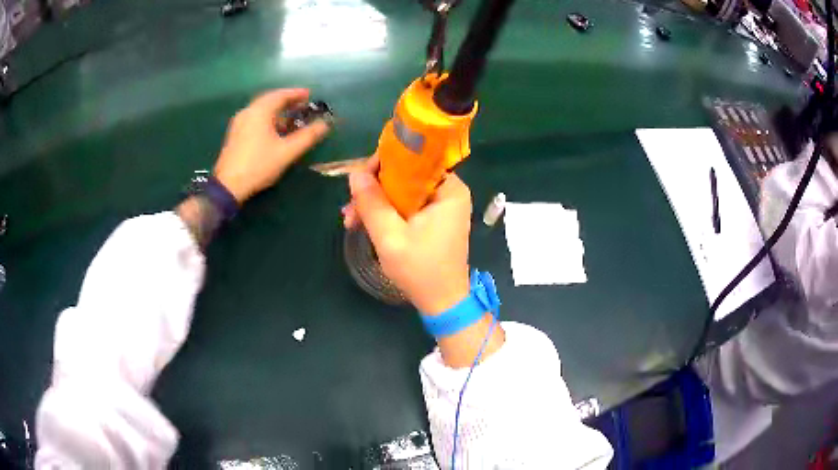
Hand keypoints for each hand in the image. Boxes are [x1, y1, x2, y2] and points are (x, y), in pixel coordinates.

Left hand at [214, 88, 329, 202]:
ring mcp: (239, 123)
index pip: (280, 95)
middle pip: (269, 100)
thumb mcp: (287, 152)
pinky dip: (267, 118)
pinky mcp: (235, 134)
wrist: (228, 186)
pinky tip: (274, 130)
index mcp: (260, 111)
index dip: (296, 94)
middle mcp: (248, 112)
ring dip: (276, 110)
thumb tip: (325, 124)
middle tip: (301, 104)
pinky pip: (254, 118)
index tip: (310, 95)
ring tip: (290, 117)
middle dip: (286, 100)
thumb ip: (307, 136)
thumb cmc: (259, 165)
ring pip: (260, 110)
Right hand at [344, 157, 470, 314]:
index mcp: (448, 189)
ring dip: (375, 203)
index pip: (412, 159)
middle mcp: (448, 191)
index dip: (381, 164)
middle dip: (374, 189)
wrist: (442, 302)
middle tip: (350, 207)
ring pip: (401, 190)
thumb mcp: (390, 237)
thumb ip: (372, 203)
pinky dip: (386, 213)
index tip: (359, 180)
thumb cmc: (421, 270)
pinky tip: (364, 224)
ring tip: (350, 220)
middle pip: (405, 175)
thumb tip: (355, 173)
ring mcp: (441, 205)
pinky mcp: (433, 218)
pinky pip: (405, 205)